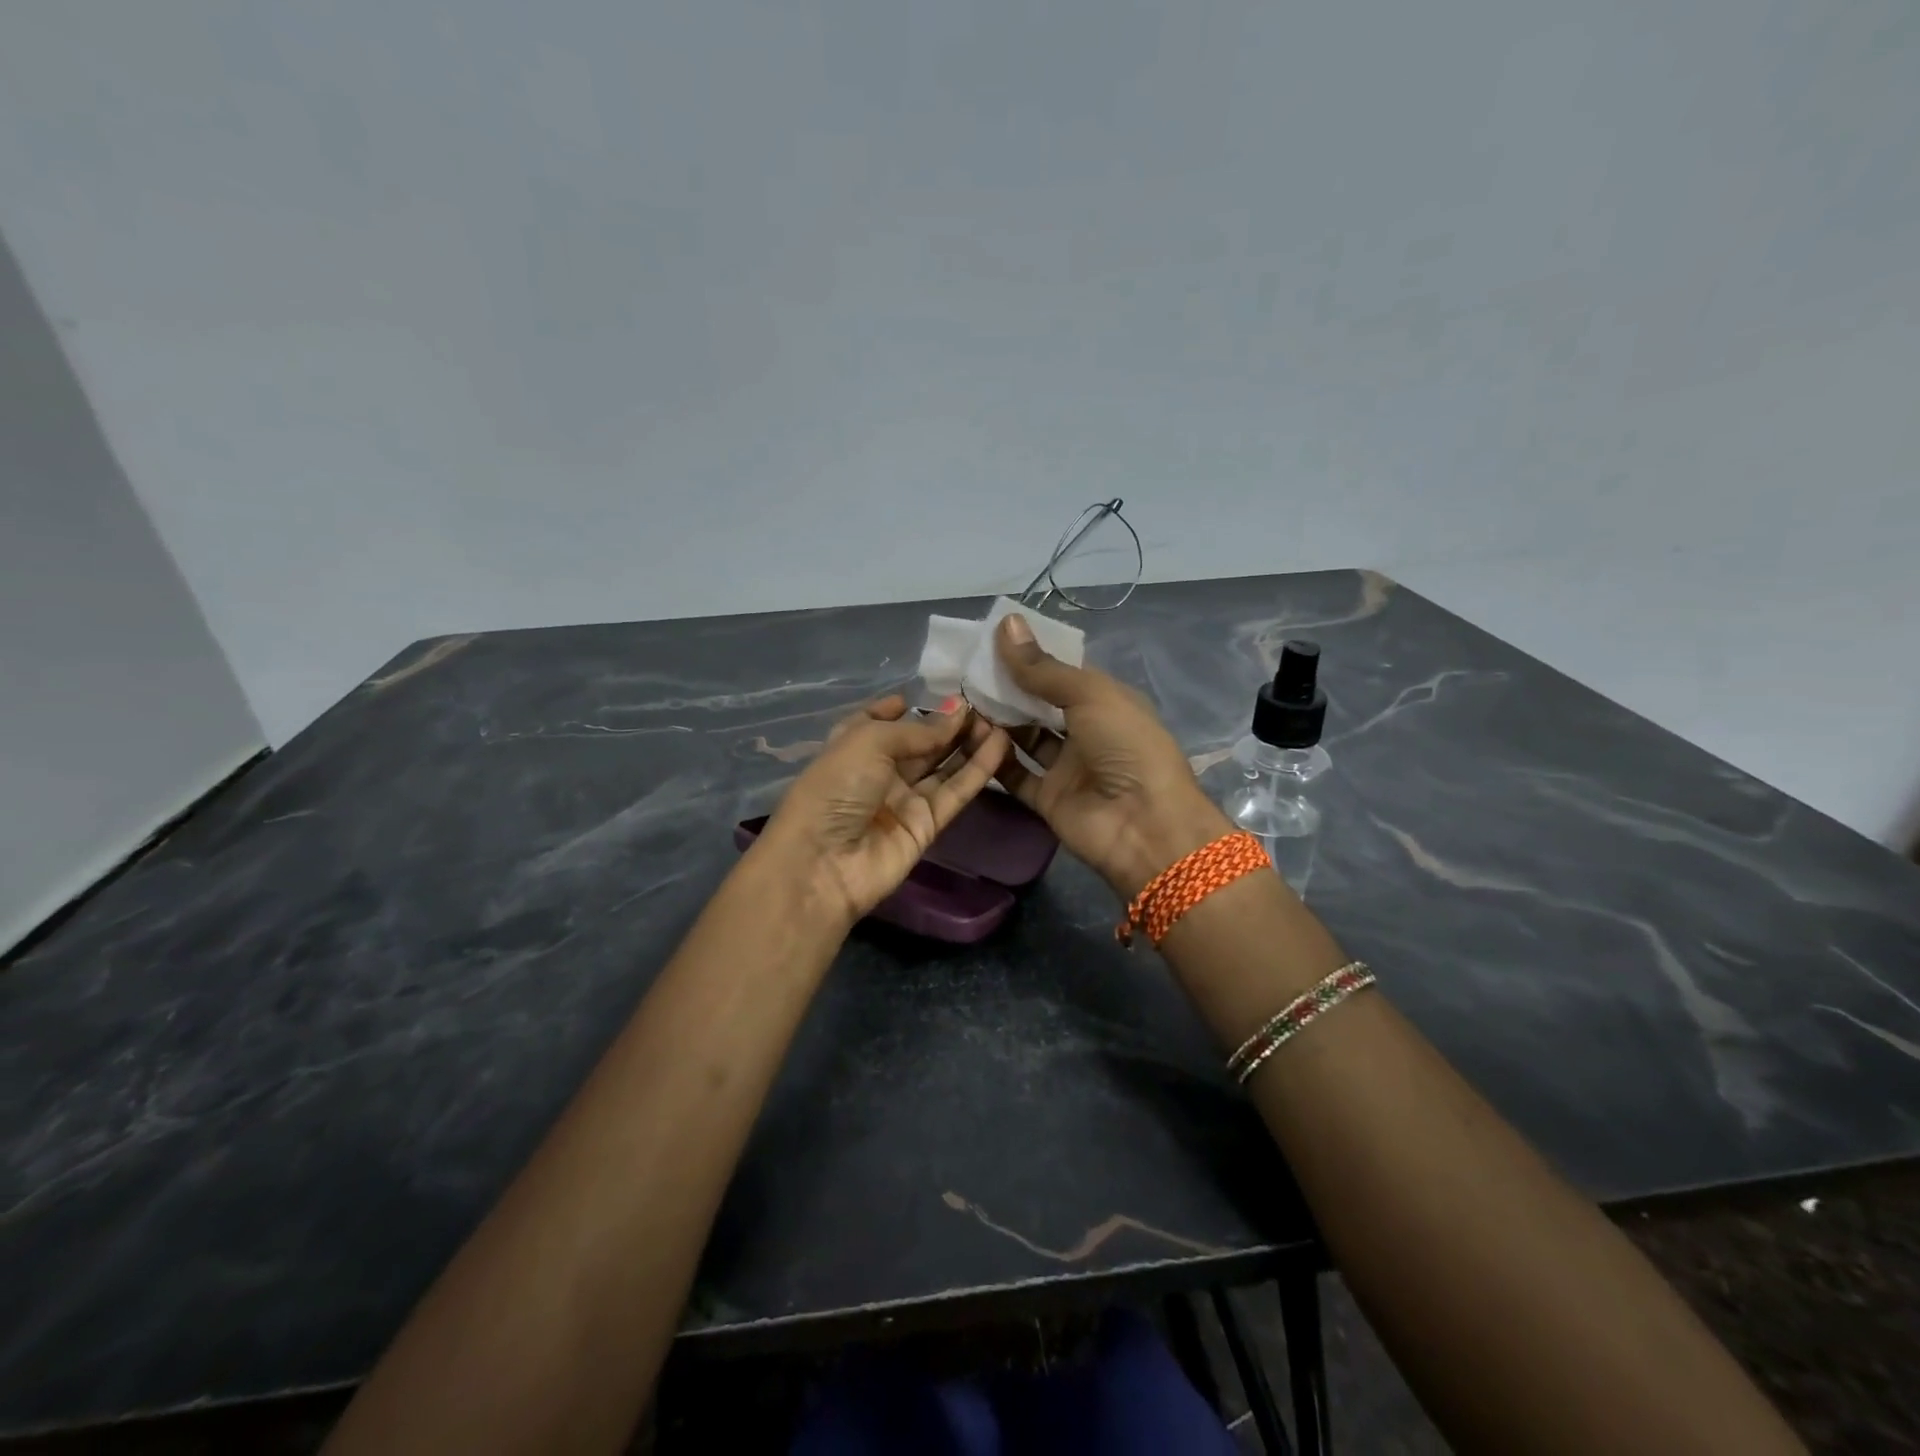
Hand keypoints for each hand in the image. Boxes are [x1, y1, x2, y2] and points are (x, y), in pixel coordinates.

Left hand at [758, 697, 1010, 926]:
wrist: (822, 864)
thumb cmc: (834, 789)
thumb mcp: (869, 741)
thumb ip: (918, 730)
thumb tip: (957, 712)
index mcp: (852, 745)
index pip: (881, 720)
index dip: (907, 707)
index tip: (940, 692)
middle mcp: (878, 770)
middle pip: (920, 742)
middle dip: (949, 723)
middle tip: (985, 705)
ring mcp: (903, 799)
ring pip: (943, 765)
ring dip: (969, 742)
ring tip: (999, 719)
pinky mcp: (927, 824)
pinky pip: (955, 791)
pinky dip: (978, 769)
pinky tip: (1000, 744)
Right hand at [982, 616, 1229, 898]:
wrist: (1144, 825)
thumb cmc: (1125, 745)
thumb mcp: (1089, 695)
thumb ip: (1043, 668)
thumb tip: (1006, 623)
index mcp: (1105, 700)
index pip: (1061, 672)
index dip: (1030, 656)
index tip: (989, 641)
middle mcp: (1085, 731)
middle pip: (1038, 704)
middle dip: (1006, 688)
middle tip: (964, 670)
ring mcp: (1066, 767)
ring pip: (1024, 737)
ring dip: (995, 720)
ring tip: (959, 699)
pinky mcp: (1047, 798)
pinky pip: (1015, 774)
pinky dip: (994, 757)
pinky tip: (968, 736)